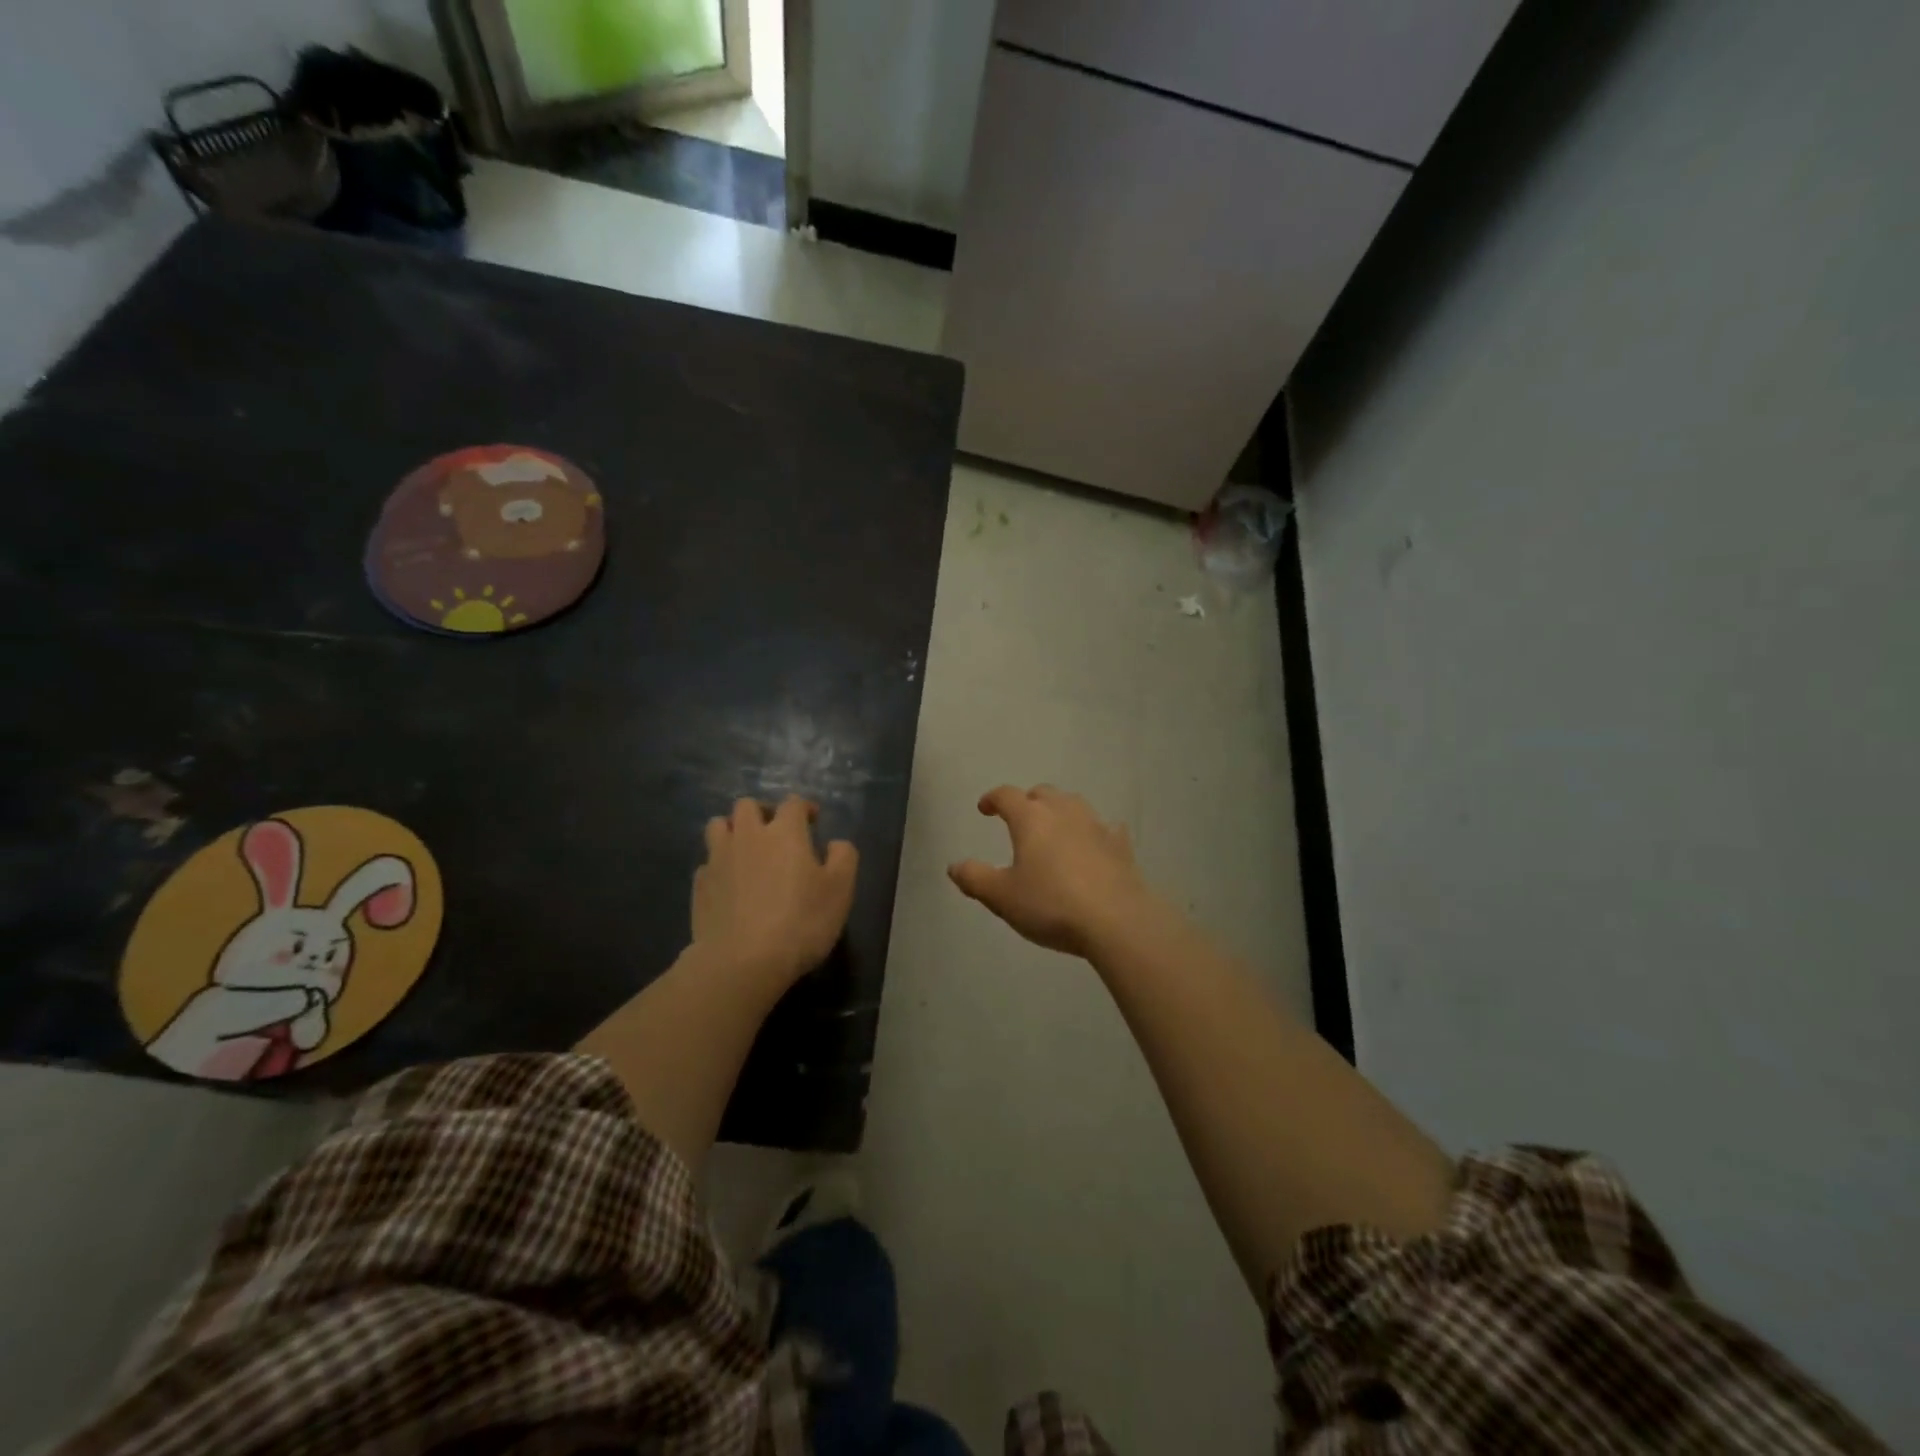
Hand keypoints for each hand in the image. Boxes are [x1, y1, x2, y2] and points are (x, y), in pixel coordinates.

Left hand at [693, 796, 857, 988]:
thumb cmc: (801, 921)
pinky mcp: (699, 885)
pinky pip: (707, 862)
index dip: (804, 808)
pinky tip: (728, 883)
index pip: (793, 803)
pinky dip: (718, 865)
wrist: (742, 962)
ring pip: (717, 826)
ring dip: (732, 830)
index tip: (813, 820)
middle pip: (746, 806)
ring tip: (745, 850)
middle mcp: (748, 836)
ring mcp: (718, 859)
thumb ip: (843, 857)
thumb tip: (835, 843)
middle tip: (775, 831)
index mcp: (785, 832)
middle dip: (762, 812)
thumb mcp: (841, 890)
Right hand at [948, 785, 1156, 957]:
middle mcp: (1064, 812)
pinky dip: (1095, 832)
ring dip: (1060, 810)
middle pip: (1043, 794)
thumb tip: (954, 866)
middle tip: (1019, 818)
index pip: (1007, 796)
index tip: (984, 808)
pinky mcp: (1121, 846)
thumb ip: (975, 878)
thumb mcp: (1002, 897)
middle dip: (1028, 801)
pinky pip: (1105, 829)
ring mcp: (1097, 825)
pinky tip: (1095, 844)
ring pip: (1074, 805)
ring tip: (1054, 828)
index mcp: (1031, 819)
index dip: (992, 799)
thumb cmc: (1051, 904)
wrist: (1116, 921)